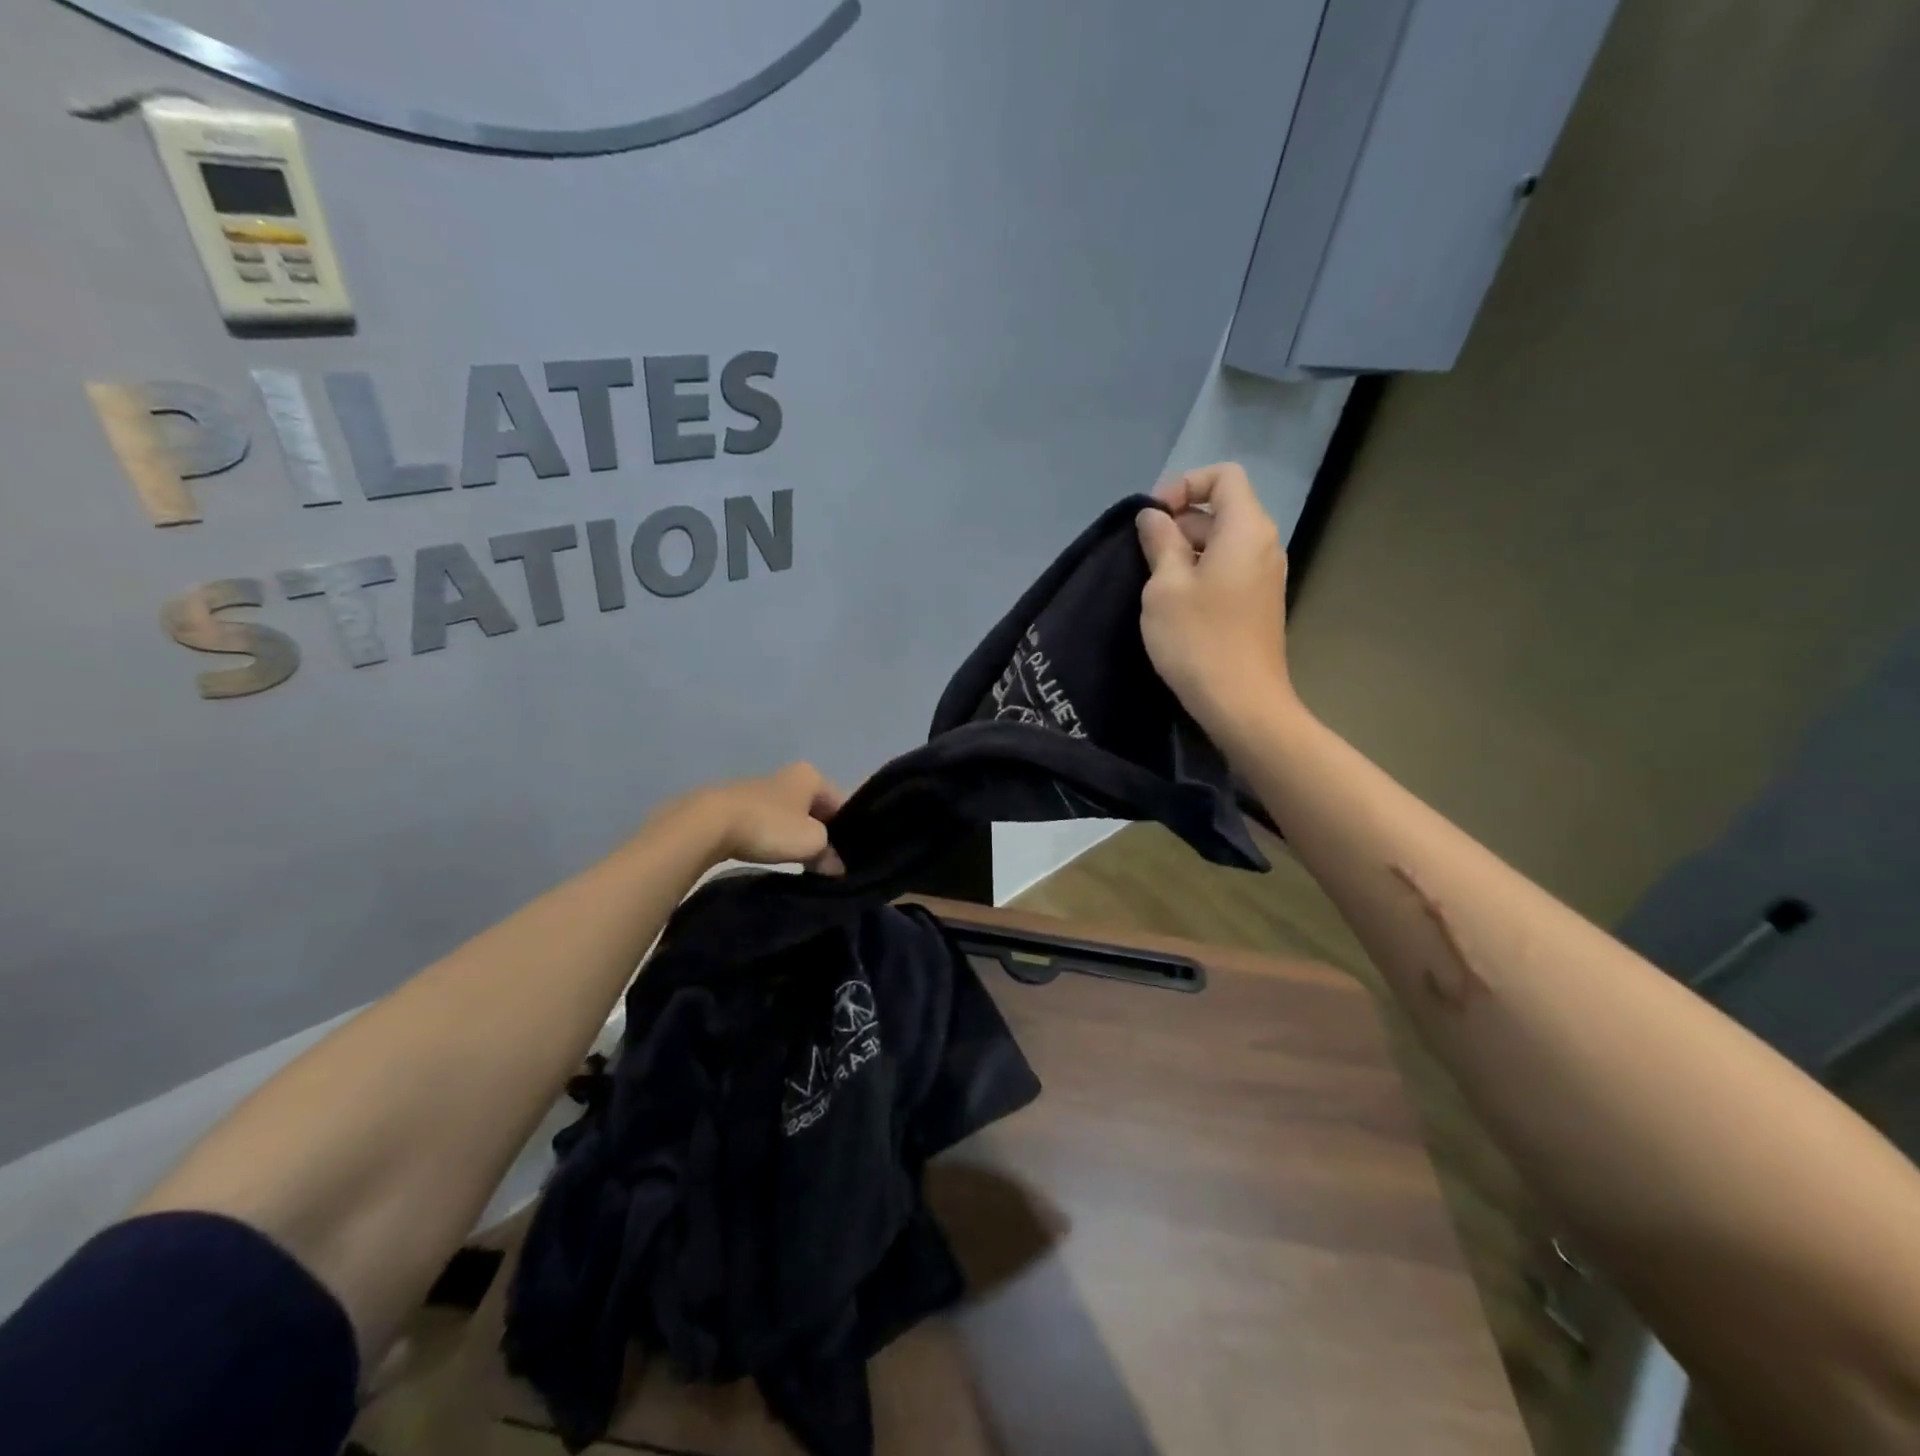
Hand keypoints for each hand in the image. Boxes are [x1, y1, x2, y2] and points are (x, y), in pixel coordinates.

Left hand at [666, 762, 847, 874]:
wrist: (708, 824)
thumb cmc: (770, 826)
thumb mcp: (811, 842)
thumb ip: (829, 853)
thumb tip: (835, 866)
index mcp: (811, 776)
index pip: (842, 804)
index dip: (848, 832)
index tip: (846, 858)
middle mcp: (787, 776)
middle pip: (815, 811)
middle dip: (821, 836)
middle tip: (824, 865)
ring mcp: (760, 789)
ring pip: (790, 818)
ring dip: (795, 839)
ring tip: (798, 865)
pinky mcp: (737, 806)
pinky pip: (767, 825)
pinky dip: (772, 839)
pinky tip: (770, 857)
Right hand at [1135, 463, 1298, 737]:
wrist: (1242, 702)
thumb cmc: (1198, 639)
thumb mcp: (1165, 586)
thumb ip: (1159, 541)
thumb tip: (1154, 517)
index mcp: (1246, 529)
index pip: (1223, 476)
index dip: (1184, 484)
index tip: (1153, 519)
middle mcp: (1264, 544)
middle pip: (1221, 510)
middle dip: (1179, 523)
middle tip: (1143, 558)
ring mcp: (1264, 576)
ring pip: (1221, 544)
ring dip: (1184, 552)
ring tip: (1154, 585)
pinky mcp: (1258, 604)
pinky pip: (1227, 570)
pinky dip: (1200, 574)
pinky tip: (1175, 606)